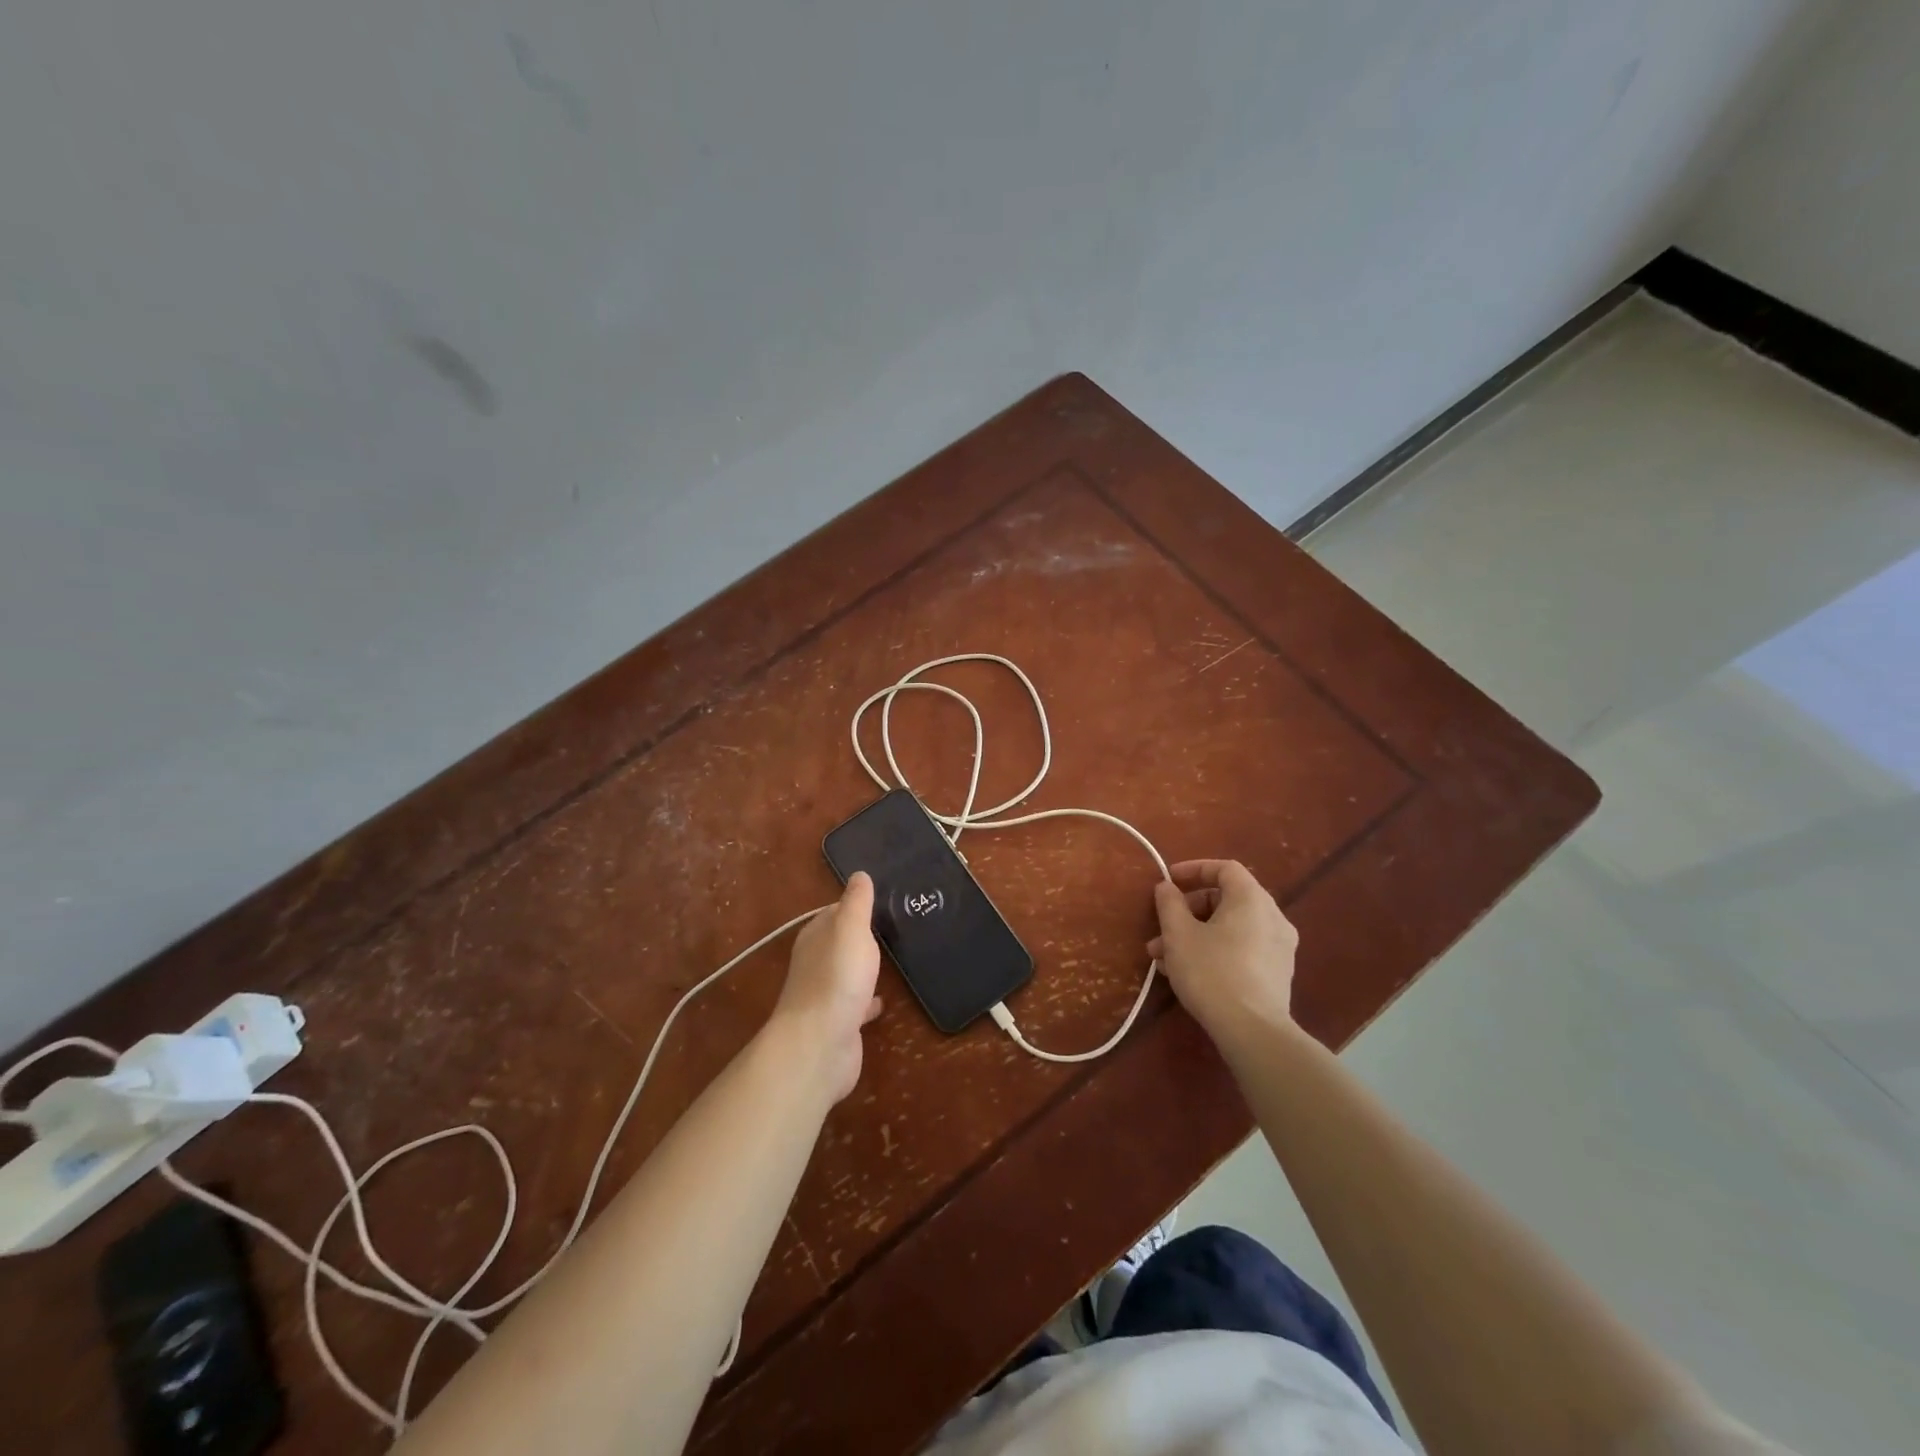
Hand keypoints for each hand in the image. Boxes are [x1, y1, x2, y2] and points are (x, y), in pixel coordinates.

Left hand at [769, 872, 883, 1101]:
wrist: (820, 1044)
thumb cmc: (837, 978)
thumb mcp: (851, 929)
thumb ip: (856, 902)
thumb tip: (859, 874)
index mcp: (816, 937)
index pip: (834, 912)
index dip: (854, 905)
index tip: (881, 900)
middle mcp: (816, 963)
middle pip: (839, 942)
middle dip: (860, 936)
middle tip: (894, 927)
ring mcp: (825, 995)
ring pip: (847, 973)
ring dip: (863, 967)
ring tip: (893, 959)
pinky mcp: (838, 1023)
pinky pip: (856, 1004)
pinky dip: (867, 1000)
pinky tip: (883, 1001)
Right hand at [1149, 859, 1298, 1044]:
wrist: (1253, 1031)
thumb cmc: (1211, 971)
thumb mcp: (1178, 934)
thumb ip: (1169, 903)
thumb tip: (1166, 887)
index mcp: (1252, 900)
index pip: (1225, 868)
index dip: (1194, 869)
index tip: (1168, 881)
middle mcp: (1273, 917)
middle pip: (1226, 899)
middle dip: (1188, 911)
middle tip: (1161, 928)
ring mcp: (1279, 947)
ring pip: (1231, 928)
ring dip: (1195, 934)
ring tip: (1163, 958)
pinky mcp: (1277, 974)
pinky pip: (1242, 948)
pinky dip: (1215, 949)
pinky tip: (1187, 973)